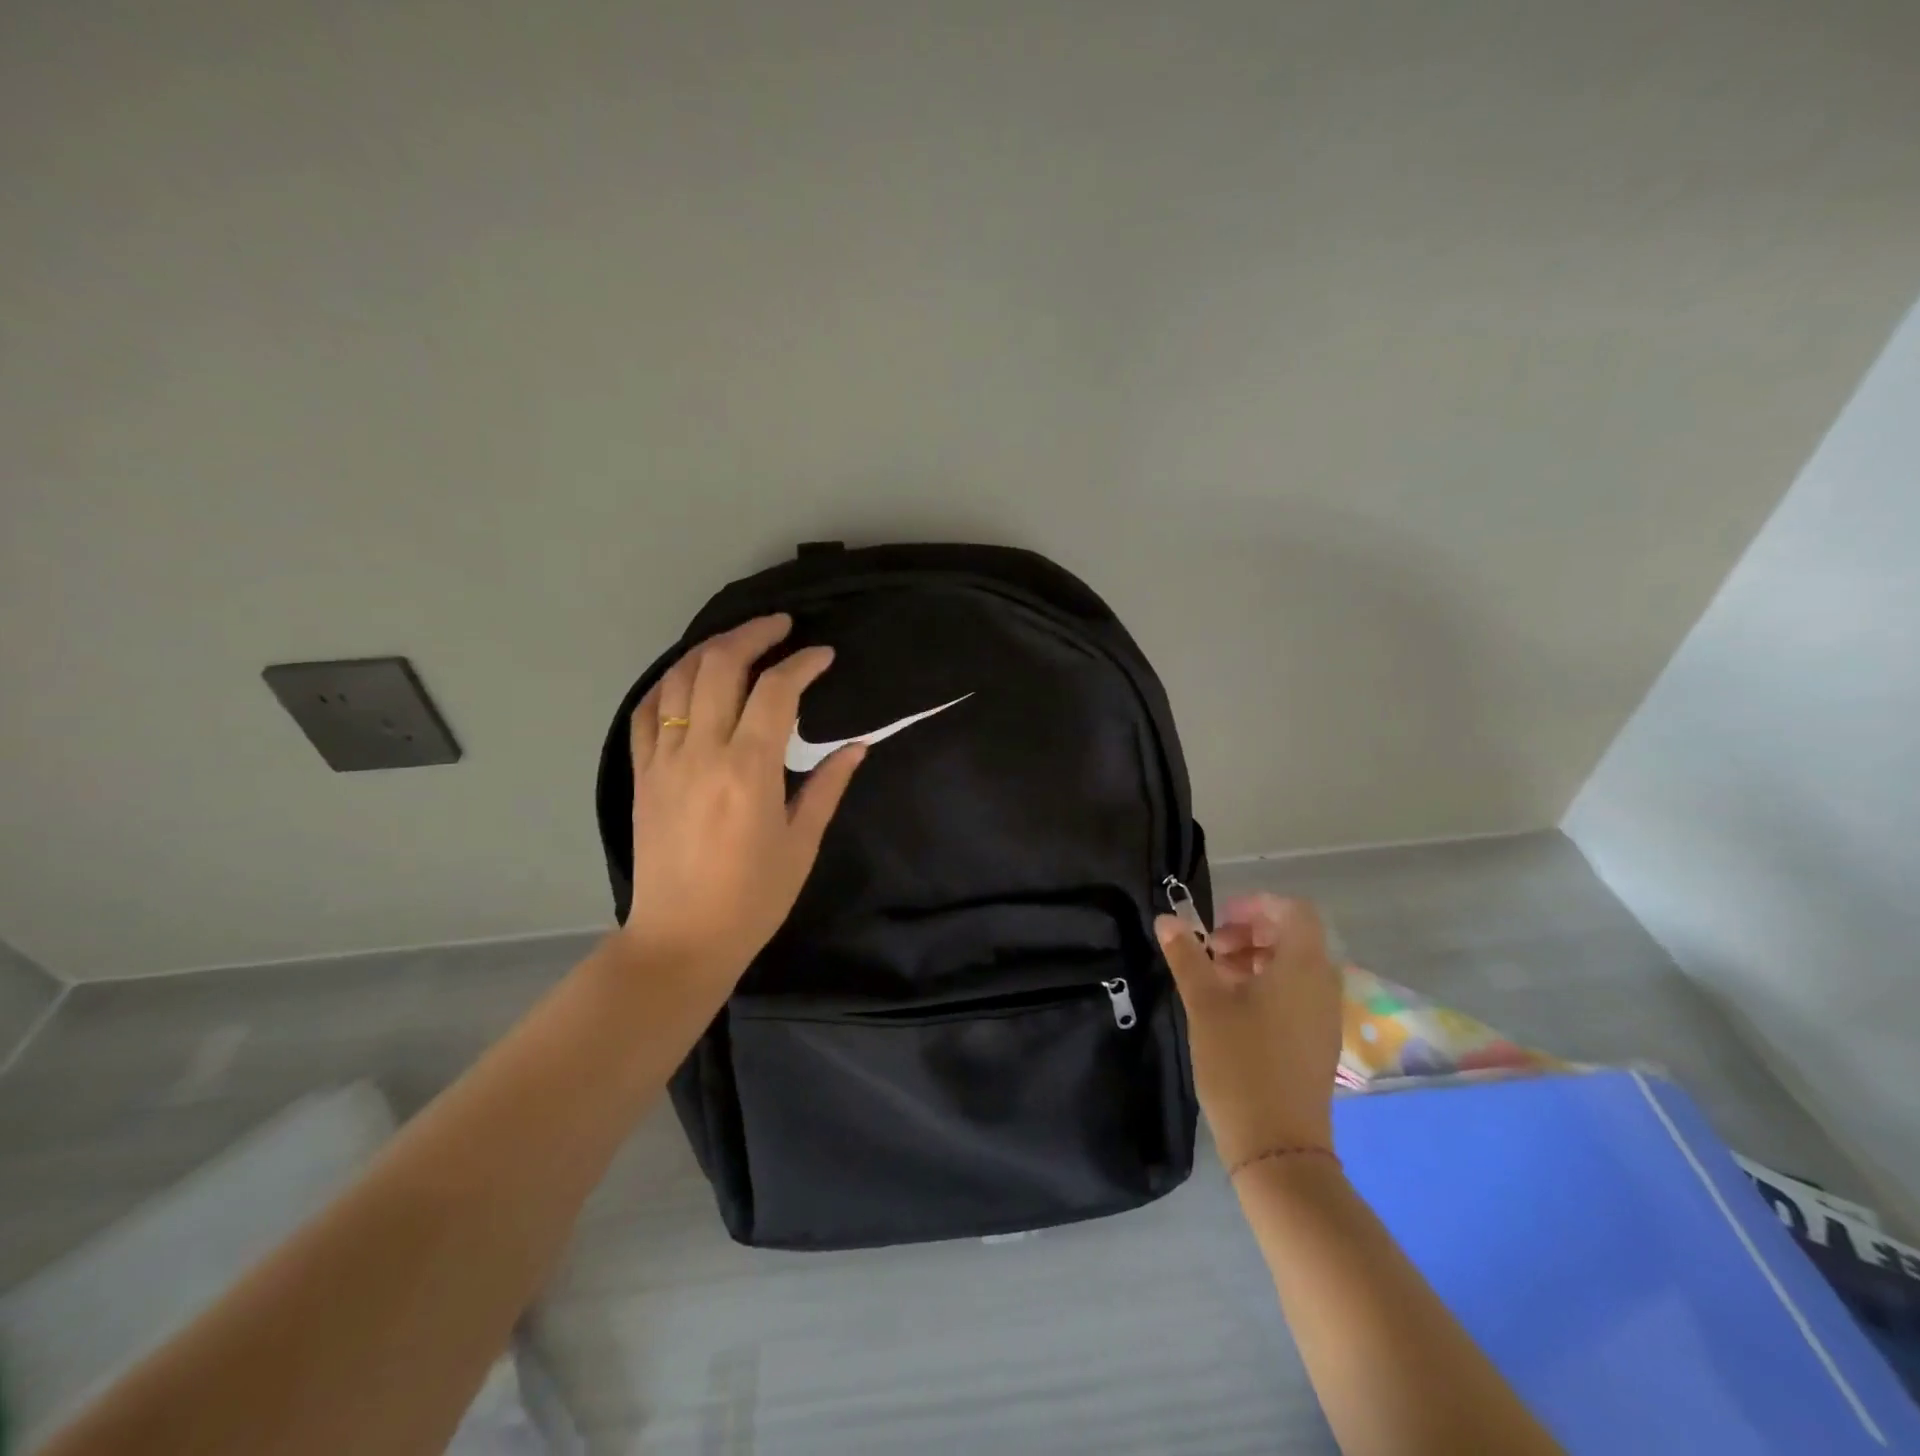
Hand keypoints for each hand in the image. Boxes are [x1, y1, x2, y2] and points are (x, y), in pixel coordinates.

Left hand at [621, 614, 864, 982]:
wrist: (680, 940)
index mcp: (748, 770)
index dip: (803, 664)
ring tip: (738, 642)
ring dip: (709, 649)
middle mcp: (701, 752)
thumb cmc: (752, 898)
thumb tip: (856, 745)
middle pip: (720, 666)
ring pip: (677, 679)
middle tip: (781, 627)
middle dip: (753, 635)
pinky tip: (686, 678)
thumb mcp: (801, 843)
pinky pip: (645, 713)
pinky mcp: (641, 775)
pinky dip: (666, 684)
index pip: (776, 691)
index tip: (824, 656)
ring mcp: (663, 761)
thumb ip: (827, 785)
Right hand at [1156, 893, 1342, 1165]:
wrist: (1278, 1147)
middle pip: (1293, 936)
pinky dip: (1266, 985)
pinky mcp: (1318, 1040)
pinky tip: (1232, 1008)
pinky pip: (1296, 993)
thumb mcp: (1205, 1003)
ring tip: (1215, 977)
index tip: (1218, 920)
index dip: (1255, 904)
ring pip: (1293, 966)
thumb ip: (1187, 955)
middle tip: (1211, 948)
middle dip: (1250, 931)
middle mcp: (1323, 984)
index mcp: (1303, 967)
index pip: (1293, 911)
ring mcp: (1324, 1016)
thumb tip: (1168, 918)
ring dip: (1254, 959)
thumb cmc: (1240, 1063)